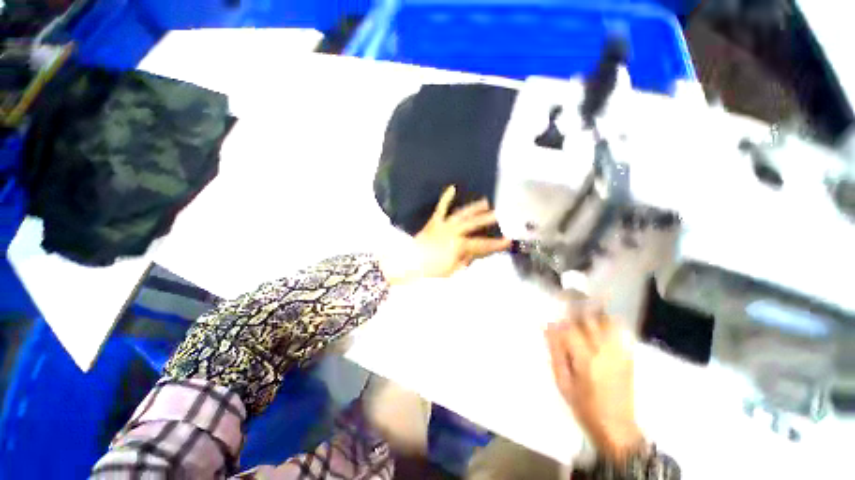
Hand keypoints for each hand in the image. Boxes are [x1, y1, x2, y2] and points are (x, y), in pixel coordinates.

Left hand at [384, 186, 510, 284]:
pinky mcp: (434, 222)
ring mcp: (443, 225)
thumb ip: (465, 259)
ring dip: (474, 208)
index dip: (496, 243)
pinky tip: (452, 188)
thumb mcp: (452, 270)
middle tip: (500, 214)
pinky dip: (446, 199)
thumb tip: (475, 252)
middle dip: (487, 220)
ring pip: (461, 214)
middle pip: (473, 224)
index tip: (508, 240)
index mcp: (459, 245)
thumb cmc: (431, 271)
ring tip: (485, 202)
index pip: (482, 244)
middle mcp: (453, 231)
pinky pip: (440, 208)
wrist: (409, 264)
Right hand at [545, 304, 643, 461]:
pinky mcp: (628, 356)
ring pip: (607, 320)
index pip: (571, 327)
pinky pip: (619, 330)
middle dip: (577, 303)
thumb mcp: (562, 382)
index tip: (553, 307)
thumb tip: (549, 327)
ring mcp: (620, 352)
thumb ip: (555, 352)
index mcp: (586, 360)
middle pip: (591, 318)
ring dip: (594, 310)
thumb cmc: (584, 406)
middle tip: (566, 294)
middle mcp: (605, 351)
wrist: (617, 428)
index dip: (561, 314)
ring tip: (582, 305)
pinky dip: (608, 320)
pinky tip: (598, 320)